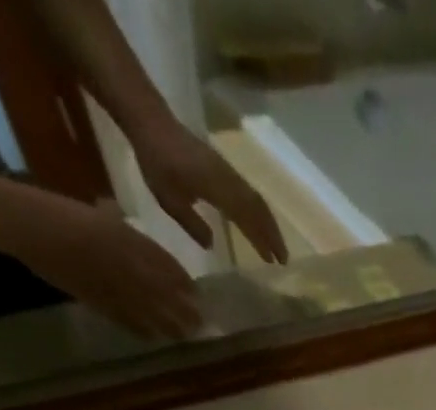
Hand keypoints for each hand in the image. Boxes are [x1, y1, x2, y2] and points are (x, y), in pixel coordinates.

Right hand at [1, 192, 200, 339]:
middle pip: (169, 295)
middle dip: (187, 310)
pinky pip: (129, 322)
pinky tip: (152, 338)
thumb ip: (118, 226)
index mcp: (131, 240)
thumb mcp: (97, 214)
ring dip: (172, 327)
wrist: (27, 223)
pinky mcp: (100, 302)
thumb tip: (126, 227)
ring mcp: (117, 286)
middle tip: (200, 323)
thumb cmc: (59, 211)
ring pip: (154, 313)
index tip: (197, 295)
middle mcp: (131, 266)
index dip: (185, 284)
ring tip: (185, 336)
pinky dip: (142, 331)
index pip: (169, 266)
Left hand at [133, 122, 288, 264]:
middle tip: (283, 259)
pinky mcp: (226, 169)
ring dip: (270, 224)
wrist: (152, 121)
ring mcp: (230, 173)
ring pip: (257, 201)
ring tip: (276, 245)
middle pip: (259, 211)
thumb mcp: (168, 199)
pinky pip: (250, 192)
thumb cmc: (157, 161)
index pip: (247, 220)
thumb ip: (192, 224)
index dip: (262, 241)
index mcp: (218, 190)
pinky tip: (261, 222)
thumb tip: (212, 245)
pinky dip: (260, 211)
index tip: (273, 261)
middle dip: (273, 236)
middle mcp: (230, 182)